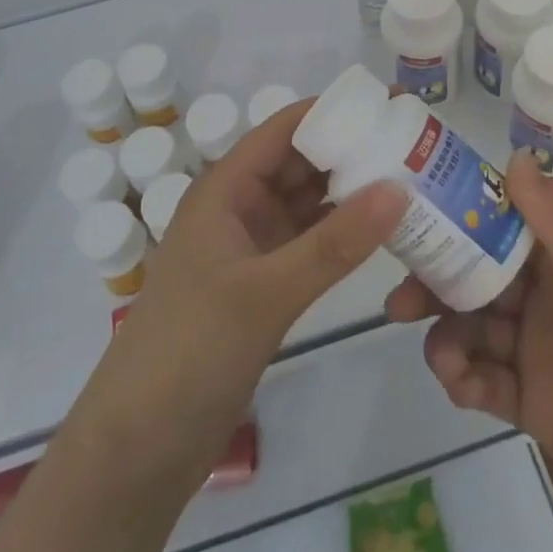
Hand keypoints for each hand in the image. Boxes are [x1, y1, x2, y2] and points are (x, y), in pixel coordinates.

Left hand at [68, 99, 405, 482]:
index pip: (283, 129)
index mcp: (225, 188)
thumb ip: (335, 243)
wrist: (139, 447)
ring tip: (410, 178)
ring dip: (350, 192)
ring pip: (307, 203)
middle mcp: (238, 206)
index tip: (388, 105)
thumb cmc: (191, 348)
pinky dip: (341, 233)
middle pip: (299, 162)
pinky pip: (309, 242)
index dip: (333, 111)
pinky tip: (381, 231)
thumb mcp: (266, 292)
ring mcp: (251, 247)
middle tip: (413, 143)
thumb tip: (399, 189)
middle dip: (350, 149)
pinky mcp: (262, 284)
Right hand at [384, 152, 552, 551]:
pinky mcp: (539, 410)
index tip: (413, 212)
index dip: (462, 214)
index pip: (506, 225)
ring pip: (478, 330)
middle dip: (441, 281)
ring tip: (440, 353)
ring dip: (450, 334)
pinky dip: (465, 379)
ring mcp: (543, 356)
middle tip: (399, 293)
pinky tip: (458, 384)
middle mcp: (552, 302)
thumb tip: (513, 155)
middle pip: (481, 279)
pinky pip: (488, 383)